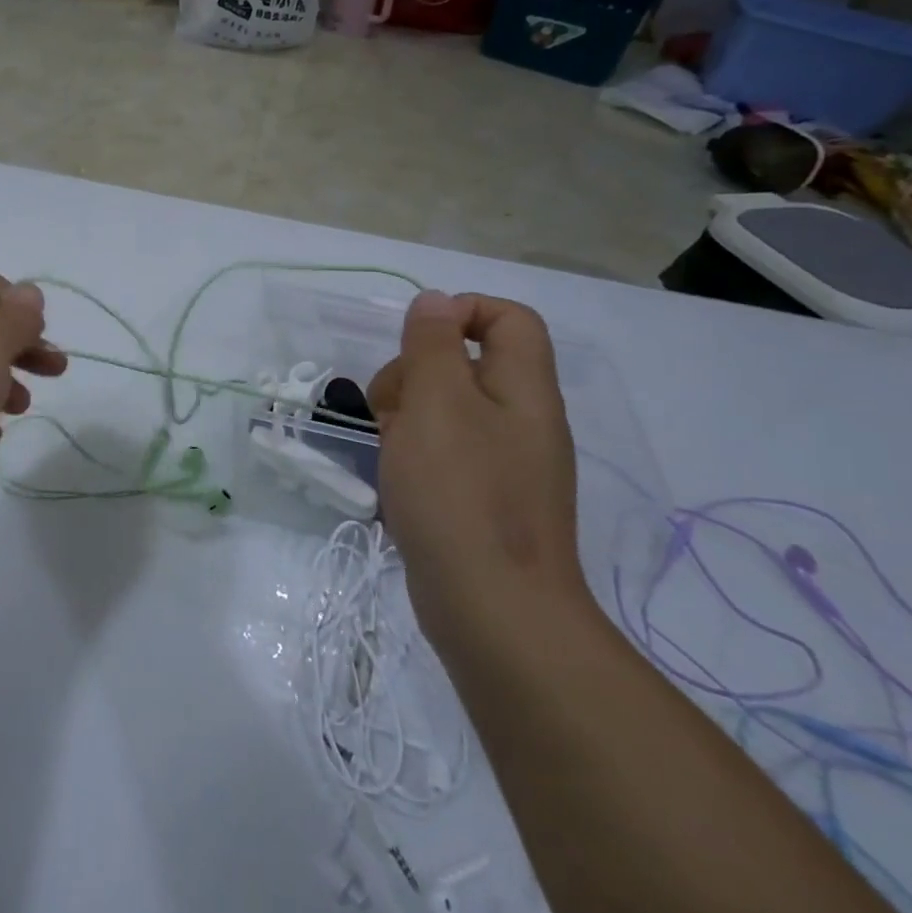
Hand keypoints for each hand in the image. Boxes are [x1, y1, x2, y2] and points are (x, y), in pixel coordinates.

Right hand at [367, 291, 584, 643]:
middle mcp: (522, 421)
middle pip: (469, 363)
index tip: (414, 341)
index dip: (461, 312)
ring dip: (408, 413)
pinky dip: (415, 452)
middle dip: (417, 370)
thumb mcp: (438, 402)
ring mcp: (505, 464)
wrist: (492, 610)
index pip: (509, 319)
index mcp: (524, 390)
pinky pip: (446, 452)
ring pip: (448, 410)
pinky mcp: (484, 500)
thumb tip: (435, 302)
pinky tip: (396, 477)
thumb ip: (433, 344)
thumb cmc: (460, 493)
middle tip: (390, 405)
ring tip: (388, 446)